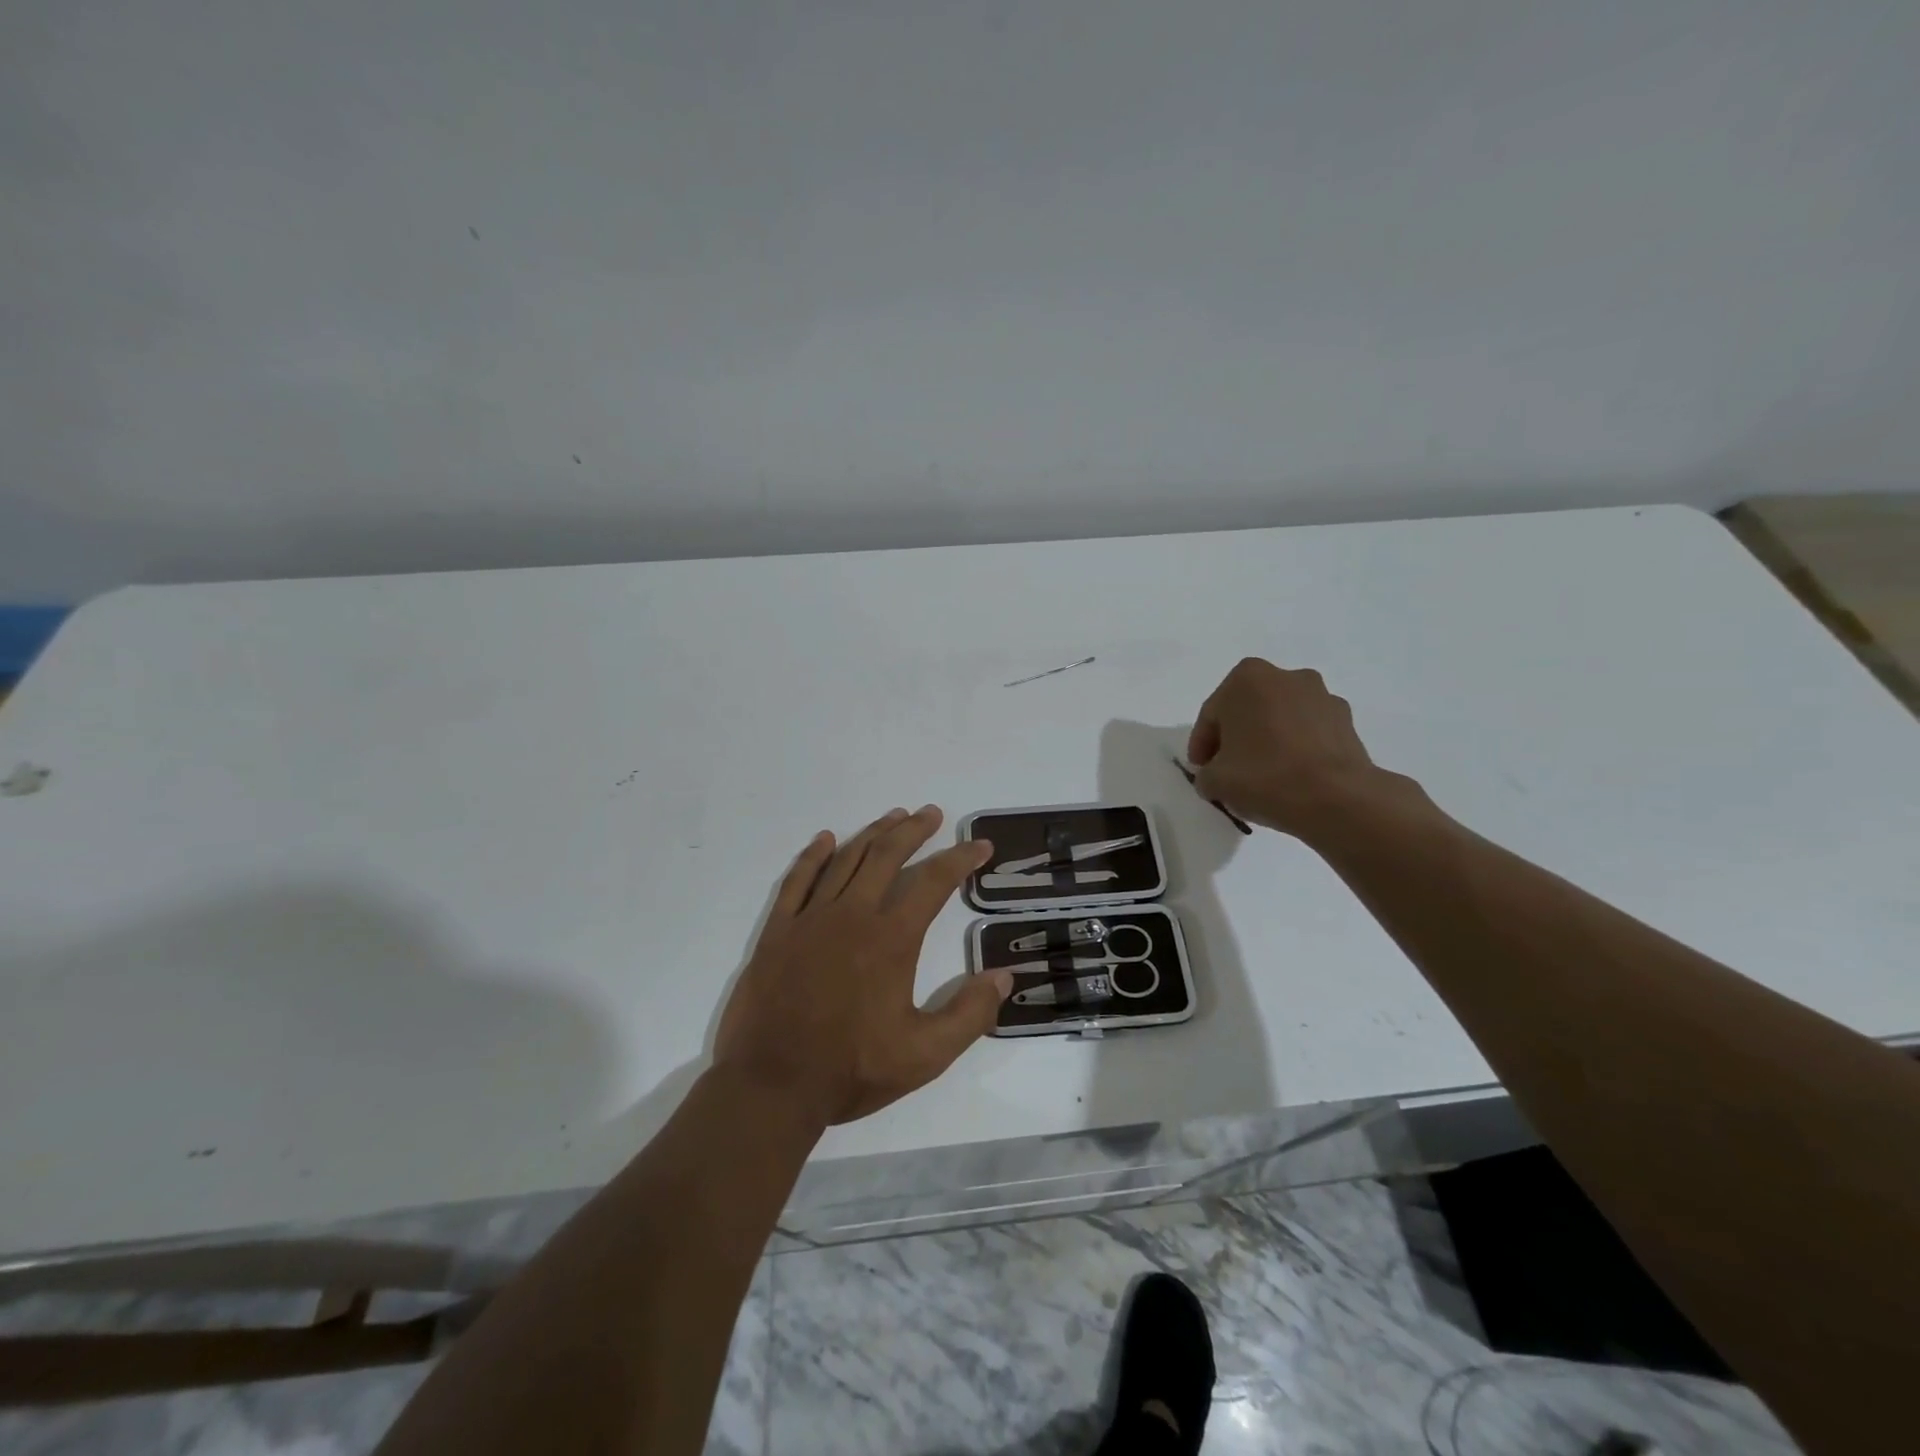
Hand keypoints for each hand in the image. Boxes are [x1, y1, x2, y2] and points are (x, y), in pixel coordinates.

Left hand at [714, 806, 1013, 1127]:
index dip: (960, 859)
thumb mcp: (924, 1055)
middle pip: (887, 856)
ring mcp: (810, 919)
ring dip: (873, 834)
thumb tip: (1004, 976)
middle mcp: (852, 915)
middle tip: (931, 814)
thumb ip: (969, 1015)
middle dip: (913, 830)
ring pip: (845, 860)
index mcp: (890, 939)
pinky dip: (813, 856)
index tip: (980, 846)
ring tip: (893, 817)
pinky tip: (825, 839)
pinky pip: (796, 881)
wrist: (770, 1085)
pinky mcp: (778, 931)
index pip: (933, 882)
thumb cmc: (850, 1070)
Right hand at [1188, 657, 1414, 840]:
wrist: (1336, 798)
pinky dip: (1297, 748)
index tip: (1201, 769)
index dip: (1202, 745)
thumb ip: (1206, 773)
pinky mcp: (1347, 721)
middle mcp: (1285, 677)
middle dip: (1237, 736)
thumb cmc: (1264, 777)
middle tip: (1228, 769)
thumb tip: (1215, 776)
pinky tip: (1293, 777)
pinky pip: (1310, 732)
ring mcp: (1321, 696)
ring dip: (1269, 740)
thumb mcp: (1214, 781)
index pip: (1212, 714)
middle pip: (1248, 710)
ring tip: (1264, 775)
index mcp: (1246, 678)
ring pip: (1281, 718)